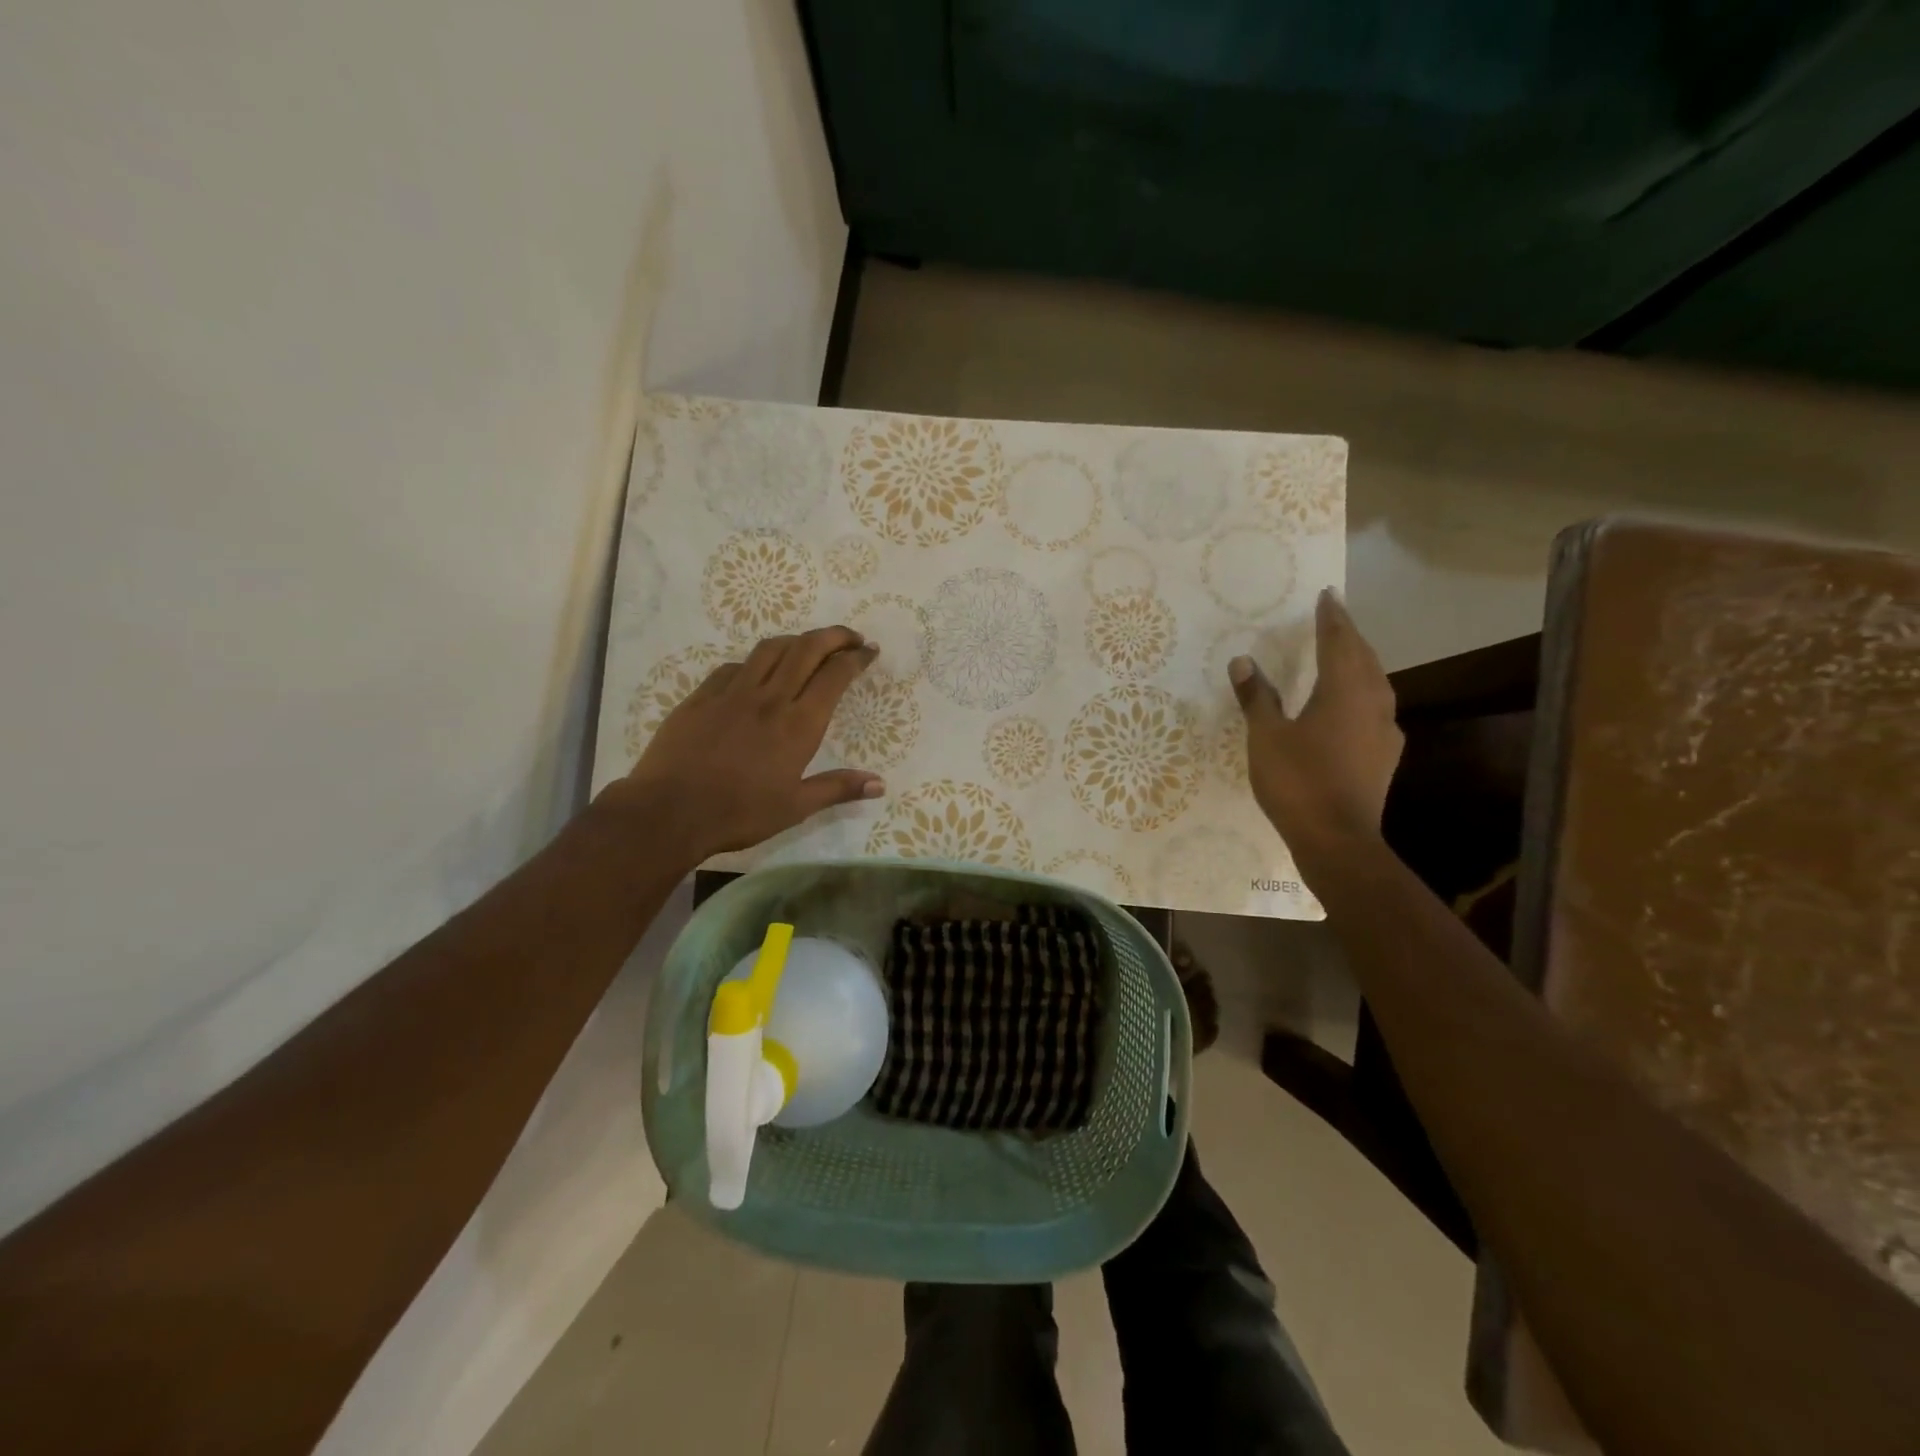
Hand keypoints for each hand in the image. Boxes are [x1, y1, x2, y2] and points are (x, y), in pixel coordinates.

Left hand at [618, 626, 883, 860]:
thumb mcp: (795, 807)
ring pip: (771, 649)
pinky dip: (756, 661)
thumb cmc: (739, 813)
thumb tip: (879, 784)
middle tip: (850, 638)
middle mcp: (770, 698)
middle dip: (834, 636)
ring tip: (809, 647)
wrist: (669, 811)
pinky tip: (756, 672)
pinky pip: (735, 666)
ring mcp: (732, 692)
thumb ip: (838, 788)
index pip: (835, 675)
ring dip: (796, 640)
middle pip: (807, 648)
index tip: (869, 651)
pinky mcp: (702, 696)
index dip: (856, 658)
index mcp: (798, 724)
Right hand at [1231, 589, 1402, 847]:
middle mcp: (1372, 703)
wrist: (1337, 839)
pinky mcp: (1385, 755)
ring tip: (1344, 655)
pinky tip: (1353, 706)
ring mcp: (1384, 731)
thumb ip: (1256, 697)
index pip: (1339, 642)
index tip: (1327, 595)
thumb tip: (1243, 661)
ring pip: (1376, 683)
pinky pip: (1376, 708)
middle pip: (1364, 658)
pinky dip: (1362, 693)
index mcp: (1344, 691)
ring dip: (1359, 663)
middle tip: (1334, 618)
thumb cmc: (1298, 781)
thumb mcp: (1266, 737)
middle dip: (1348, 636)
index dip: (1332, 617)